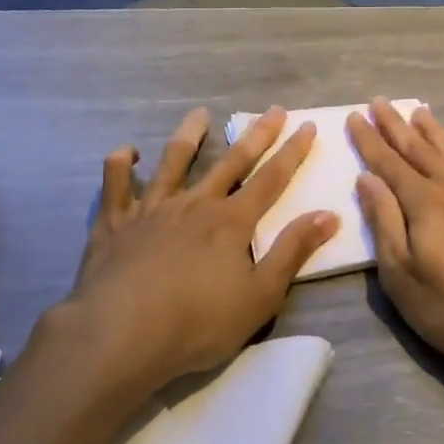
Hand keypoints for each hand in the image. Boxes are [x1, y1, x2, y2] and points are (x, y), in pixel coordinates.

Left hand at [46, 106, 337, 398]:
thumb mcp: (261, 296)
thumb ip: (293, 252)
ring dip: (189, 135)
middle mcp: (195, 204)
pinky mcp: (115, 222)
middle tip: (273, 110)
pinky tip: (127, 152)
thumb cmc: (198, 322)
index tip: (306, 126)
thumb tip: (328, 214)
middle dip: (256, 135)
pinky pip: (115, 183)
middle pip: (231, 162)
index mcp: (232, 222)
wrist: (122, 333)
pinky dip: (120, 163)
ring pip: (173, 161)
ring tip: (200, 114)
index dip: (292, 153)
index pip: (271, 180)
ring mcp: (152, 208)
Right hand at [347, 100, 443, 384]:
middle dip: (396, 127)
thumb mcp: (403, 275)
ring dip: (437, 132)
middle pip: (420, 151)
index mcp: (425, 204)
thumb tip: (368, 179)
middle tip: (380, 102)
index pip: (389, 164)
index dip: (370, 141)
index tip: (356, 116)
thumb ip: (385, 223)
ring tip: (420, 112)